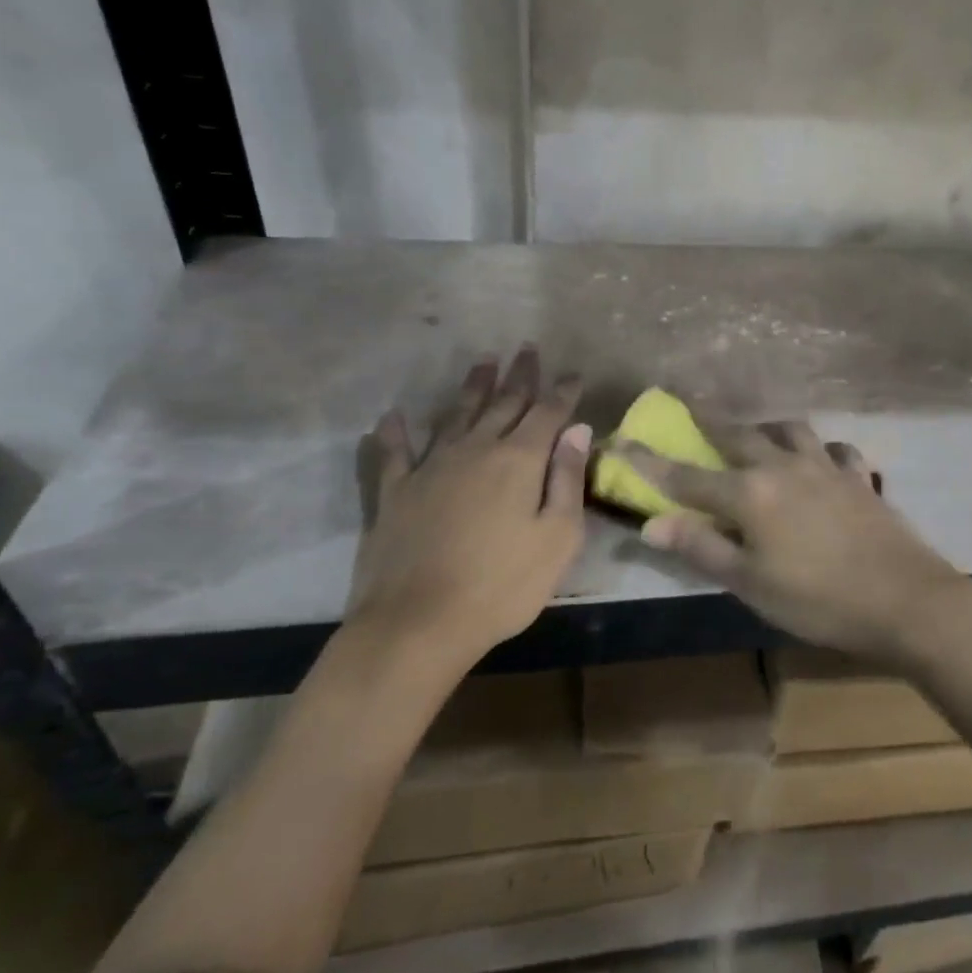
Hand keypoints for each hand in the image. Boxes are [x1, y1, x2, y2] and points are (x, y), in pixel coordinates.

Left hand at [350, 348, 589, 672]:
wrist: (419, 623)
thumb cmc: (503, 586)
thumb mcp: (557, 538)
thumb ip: (567, 479)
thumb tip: (578, 430)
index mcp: (519, 460)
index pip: (548, 414)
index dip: (563, 392)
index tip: (573, 374)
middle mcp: (476, 450)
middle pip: (504, 403)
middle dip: (520, 375)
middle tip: (528, 349)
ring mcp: (431, 467)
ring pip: (457, 414)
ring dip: (473, 386)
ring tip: (484, 360)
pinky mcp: (396, 492)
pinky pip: (396, 453)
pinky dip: (395, 433)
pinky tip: (393, 416)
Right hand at [616, 419, 971, 665]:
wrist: (905, 599)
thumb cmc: (819, 599)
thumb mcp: (751, 583)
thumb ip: (702, 548)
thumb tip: (652, 526)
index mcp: (750, 494)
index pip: (687, 476)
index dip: (651, 461)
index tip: (623, 439)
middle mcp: (783, 467)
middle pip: (737, 435)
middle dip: (708, 417)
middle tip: (689, 399)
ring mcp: (826, 468)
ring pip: (790, 430)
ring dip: (766, 426)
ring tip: (758, 429)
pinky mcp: (859, 478)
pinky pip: (836, 451)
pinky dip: (822, 450)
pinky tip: (822, 458)